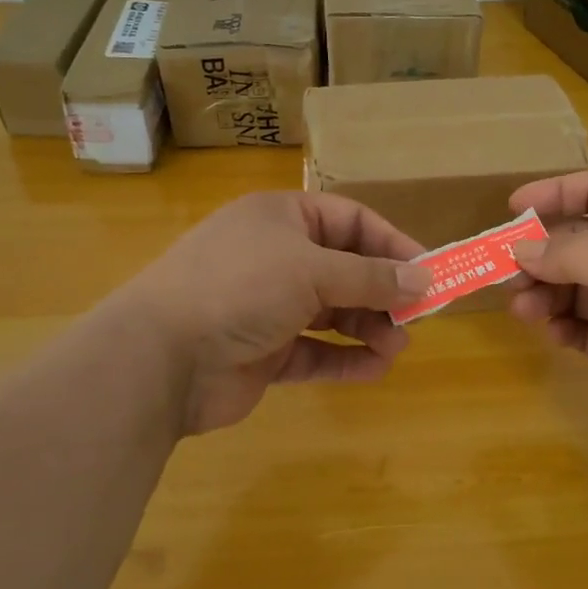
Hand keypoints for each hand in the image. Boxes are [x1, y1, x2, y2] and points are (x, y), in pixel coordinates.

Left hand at [118, 192, 429, 435]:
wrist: (159, 358)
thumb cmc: (241, 287)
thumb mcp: (313, 270)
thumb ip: (372, 277)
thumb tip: (425, 280)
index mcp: (282, 218)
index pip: (351, 221)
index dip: (392, 243)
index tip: (428, 270)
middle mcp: (276, 256)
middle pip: (344, 268)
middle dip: (382, 292)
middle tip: (417, 318)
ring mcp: (267, 306)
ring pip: (332, 312)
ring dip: (367, 327)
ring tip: (397, 347)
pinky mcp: (263, 351)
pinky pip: (314, 351)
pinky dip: (343, 359)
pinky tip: (373, 369)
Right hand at [508, 170, 587, 451]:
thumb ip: (569, 252)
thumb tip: (521, 249)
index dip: (556, 192)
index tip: (513, 208)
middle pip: (576, 242)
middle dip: (540, 253)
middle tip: (508, 273)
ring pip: (573, 287)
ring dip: (544, 293)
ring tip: (524, 310)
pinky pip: (581, 327)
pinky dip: (562, 327)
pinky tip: (555, 334)